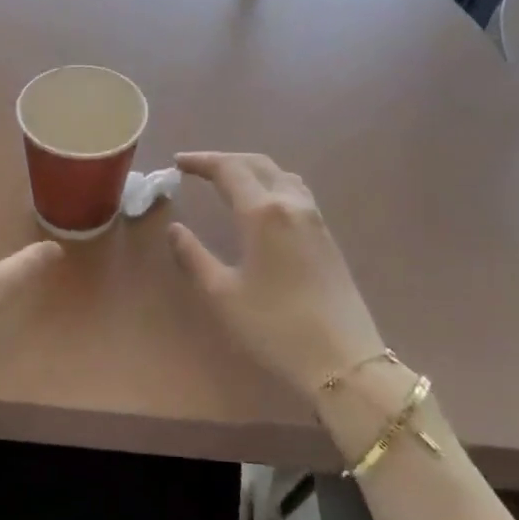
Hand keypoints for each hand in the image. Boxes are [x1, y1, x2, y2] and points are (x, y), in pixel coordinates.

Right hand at [168, 152, 396, 418]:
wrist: (342, 359)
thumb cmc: (274, 327)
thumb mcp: (222, 294)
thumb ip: (194, 256)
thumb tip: (176, 229)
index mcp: (262, 212)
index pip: (229, 170)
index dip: (201, 161)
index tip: (177, 163)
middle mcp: (291, 204)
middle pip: (257, 164)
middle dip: (225, 160)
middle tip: (197, 168)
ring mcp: (314, 218)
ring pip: (280, 174)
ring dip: (251, 169)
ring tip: (227, 181)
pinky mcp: (327, 236)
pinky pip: (295, 191)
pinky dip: (271, 183)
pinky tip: (262, 203)